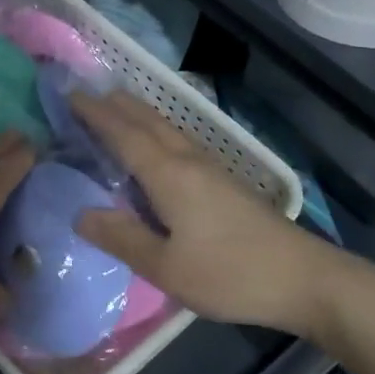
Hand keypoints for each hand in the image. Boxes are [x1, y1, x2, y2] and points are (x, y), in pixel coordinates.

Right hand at [70, 90, 343, 339]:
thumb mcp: (166, 267)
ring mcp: (211, 167)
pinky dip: (156, 131)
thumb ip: (122, 238)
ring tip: (116, 109)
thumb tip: (79, 213)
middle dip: (116, 105)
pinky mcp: (225, 180)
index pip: (123, 134)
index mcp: (169, 174)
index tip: (70, 96)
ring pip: (166, 127)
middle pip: (147, 121)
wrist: (304, 278)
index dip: (95, 114)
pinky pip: (179, 141)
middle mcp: (188, 160)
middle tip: (87, 95)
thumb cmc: (231, 274)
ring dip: (137, 114)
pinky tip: (158, 146)